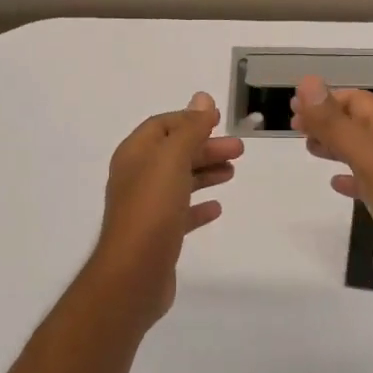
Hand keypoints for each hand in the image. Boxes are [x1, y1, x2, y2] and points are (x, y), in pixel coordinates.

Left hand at [88, 92, 243, 326]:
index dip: (190, 120)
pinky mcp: (157, 235)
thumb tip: (202, 97)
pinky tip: (217, 207)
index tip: (220, 121)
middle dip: (205, 147)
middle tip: (239, 150)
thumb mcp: (172, 159)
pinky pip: (181, 212)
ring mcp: (146, 207)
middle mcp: (137, 177)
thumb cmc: (152, 209)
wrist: (133, 275)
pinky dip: (199, 205)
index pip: (163, 125)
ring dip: (206, 172)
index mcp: (135, 155)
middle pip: (174, 152)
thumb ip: (190, 129)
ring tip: (233, 172)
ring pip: (179, 181)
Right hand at [291, 76, 372, 308]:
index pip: (357, 100)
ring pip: (363, 151)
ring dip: (337, 146)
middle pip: (359, 123)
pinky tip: (336, 184)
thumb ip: (336, 124)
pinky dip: (350, 177)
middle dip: (328, 121)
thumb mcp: (369, 158)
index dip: (325, 100)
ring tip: (309, 149)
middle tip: (296, 128)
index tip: (294, 107)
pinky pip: (370, 181)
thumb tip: (307, 82)